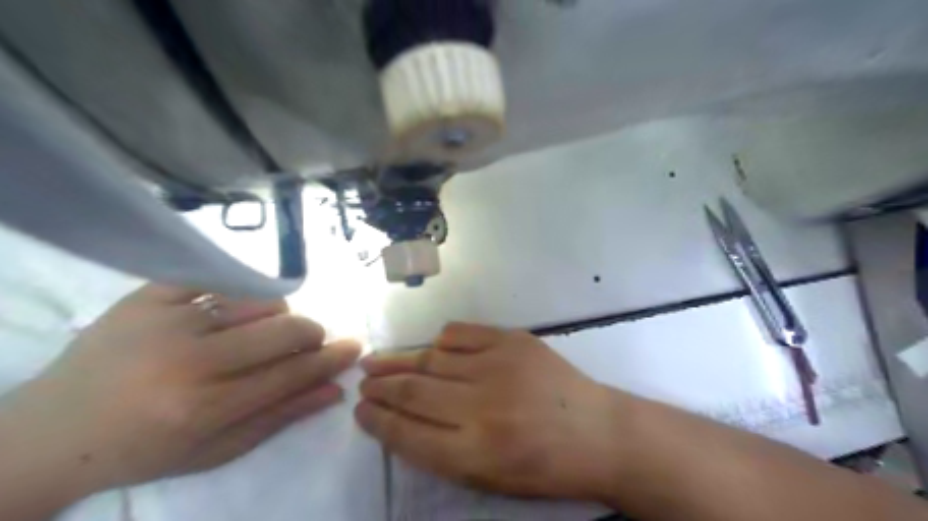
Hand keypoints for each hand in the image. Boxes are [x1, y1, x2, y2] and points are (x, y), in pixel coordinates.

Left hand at [0, 287, 357, 498]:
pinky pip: (218, 277)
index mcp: (203, 409)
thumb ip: (280, 416)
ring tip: (257, 333)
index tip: (354, 348)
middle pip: (285, 329)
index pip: (292, 374)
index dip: (331, 360)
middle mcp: (187, 361)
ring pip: (260, 299)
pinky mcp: (146, 295)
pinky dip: (239, 291)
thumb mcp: (216, 450)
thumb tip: (335, 388)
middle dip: (311, 335)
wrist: (50, 432)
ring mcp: (165, 320)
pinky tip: (232, 309)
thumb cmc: (143, 449)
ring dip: (275, 316)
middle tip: (308, 343)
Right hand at [356, 326, 631, 499]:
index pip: (407, 433)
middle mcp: (481, 407)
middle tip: (362, 381)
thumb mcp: (491, 480)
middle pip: (413, 391)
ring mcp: (498, 366)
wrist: (599, 432)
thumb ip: (443, 453)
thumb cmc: (546, 467)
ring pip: (432, 359)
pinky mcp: (513, 340)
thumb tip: (402, 420)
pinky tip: (432, 347)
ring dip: (399, 360)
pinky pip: (462, 333)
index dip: (377, 421)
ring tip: (377, 360)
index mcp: (476, 453)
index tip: (360, 410)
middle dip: (380, 387)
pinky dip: (441, 340)